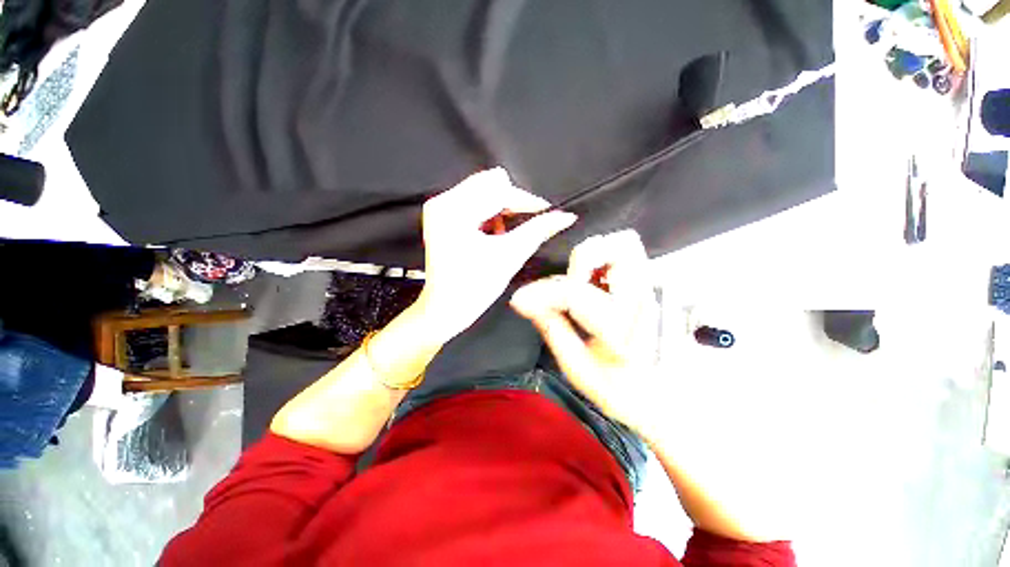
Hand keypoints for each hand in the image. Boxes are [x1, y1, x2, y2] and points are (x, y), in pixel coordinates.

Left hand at [418, 168, 576, 340]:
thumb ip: (538, 230)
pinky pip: (473, 200)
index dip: (527, 200)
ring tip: (502, 235)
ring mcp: (439, 207)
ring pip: (483, 190)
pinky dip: (488, 213)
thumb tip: (566, 217)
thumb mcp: (510, 256)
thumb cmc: (475, 288)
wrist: (446, 308)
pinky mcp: (440, 214)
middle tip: (522, 227)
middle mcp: (442, 201)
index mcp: (455, 211)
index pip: (499, 191)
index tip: (547, 211)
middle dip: (512, 203)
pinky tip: (490, 234)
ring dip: (500, 208)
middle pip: (490, 184)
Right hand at [510, 230, 661, 434]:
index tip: (520, 300)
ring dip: (597, 259)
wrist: (675, 407)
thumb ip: (553, 331)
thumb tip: (528, 303)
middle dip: (583, 260)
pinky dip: (606, 266)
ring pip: (627, 246)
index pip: (575, 292)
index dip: (541, 293)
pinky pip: (630, 261)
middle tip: (569, 286)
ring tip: (583, 285)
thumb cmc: (626, 394)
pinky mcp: (661, 290)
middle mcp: (648, 300)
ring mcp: (660, 291)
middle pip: (619, 246)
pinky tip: (598, 290)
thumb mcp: (580, 371)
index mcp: (624, 329)